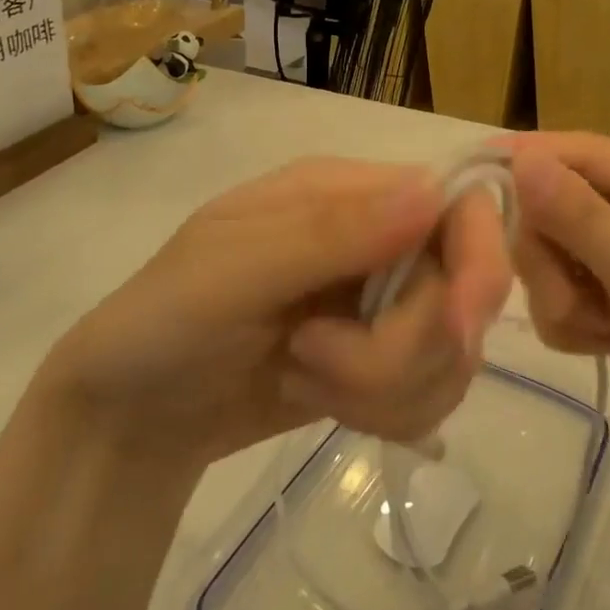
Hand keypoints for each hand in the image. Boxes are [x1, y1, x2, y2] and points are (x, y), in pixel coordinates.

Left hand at [43, 158, 511, 468]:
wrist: (131, 417)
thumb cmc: (163, 323)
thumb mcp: (232, 269)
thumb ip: (330, 232)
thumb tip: (433, 193)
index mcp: (350, 193)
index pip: (458, 204)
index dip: (478, 260)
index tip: (456, 329)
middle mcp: (382, 240)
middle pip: (462, 292)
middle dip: (396, 350)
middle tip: (312, 358)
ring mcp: (385, 306)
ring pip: (454, 352)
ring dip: (383, 389)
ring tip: (303, 375)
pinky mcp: (383, 365)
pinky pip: (434, 394)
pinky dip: (387, 414)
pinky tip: (324, 402)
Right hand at [505, 134, 609, 471]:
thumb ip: (579, 215)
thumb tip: (521, 157)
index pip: (578, 152)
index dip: (528, 157)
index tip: (475, 171)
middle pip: (550, 206)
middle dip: (550, 256)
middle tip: (570, 294)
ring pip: (545, 255)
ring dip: (561, 297)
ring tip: (600, 327)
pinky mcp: (605, 300)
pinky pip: (554, 295)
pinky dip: (570, 323)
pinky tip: (604, 343)